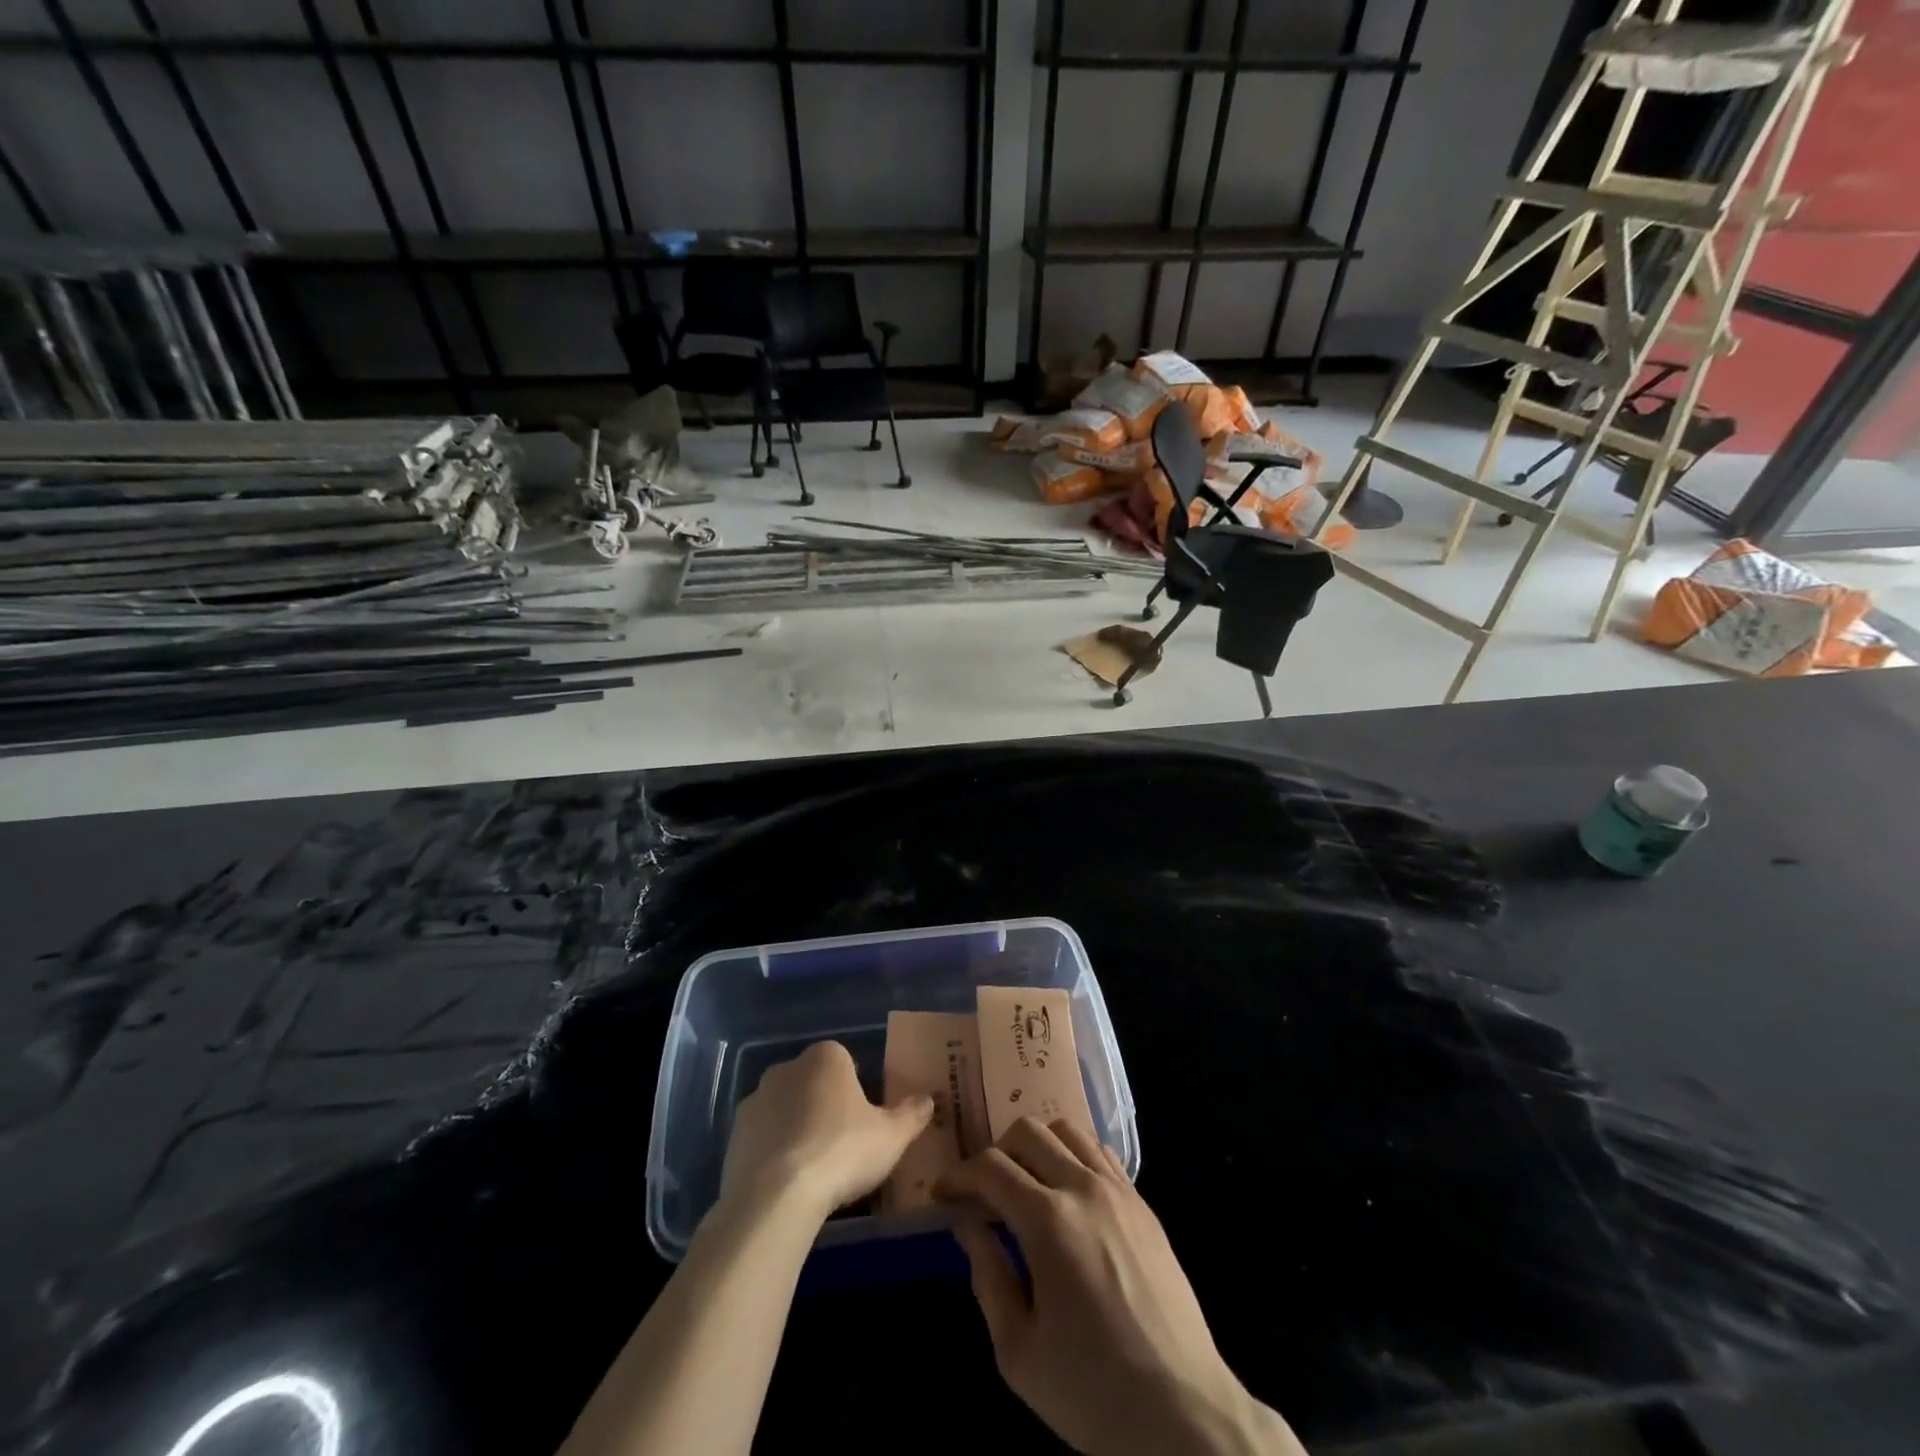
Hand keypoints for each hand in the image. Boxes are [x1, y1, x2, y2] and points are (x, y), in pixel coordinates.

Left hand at [721, 1040, 932, 1220]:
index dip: (857, 1090)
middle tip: (842, 1145)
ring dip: (796, 1128)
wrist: (774, 1197)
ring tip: (814, 1169)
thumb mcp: (891, 1136)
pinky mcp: (734, 1135)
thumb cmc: (841, 1152)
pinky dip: (774, 1152)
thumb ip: (911, 1114)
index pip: (846, 1062)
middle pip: (813, 1083)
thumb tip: (928, 1100)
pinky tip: (787, 1183)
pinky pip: (763, 1137)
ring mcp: (755, 1100)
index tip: (864, 1121)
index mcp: (826, 1057)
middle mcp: (787, 1068)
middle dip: (825, 1106)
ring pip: (785, 1109)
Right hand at [937, 1118, 1302, 1455]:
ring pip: (1067, 1130)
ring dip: (1036, 1147)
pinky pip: (1101, 1153)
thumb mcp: (1019, 1351)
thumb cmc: (1093, 1391)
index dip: (959, 1174)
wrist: (1184, 1413)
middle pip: (1028, 1131)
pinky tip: (1068, 1194)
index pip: (991, 1167)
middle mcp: (1084, 1188)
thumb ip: (988, 1276)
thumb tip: (969, 1225)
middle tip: (984, 1192)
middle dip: (995, 1152)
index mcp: (1048, 1221)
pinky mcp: (1144, 1204)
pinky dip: (1073, 1156)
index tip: (944, 1194)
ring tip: (1025, 1185)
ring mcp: (1120, 1191)